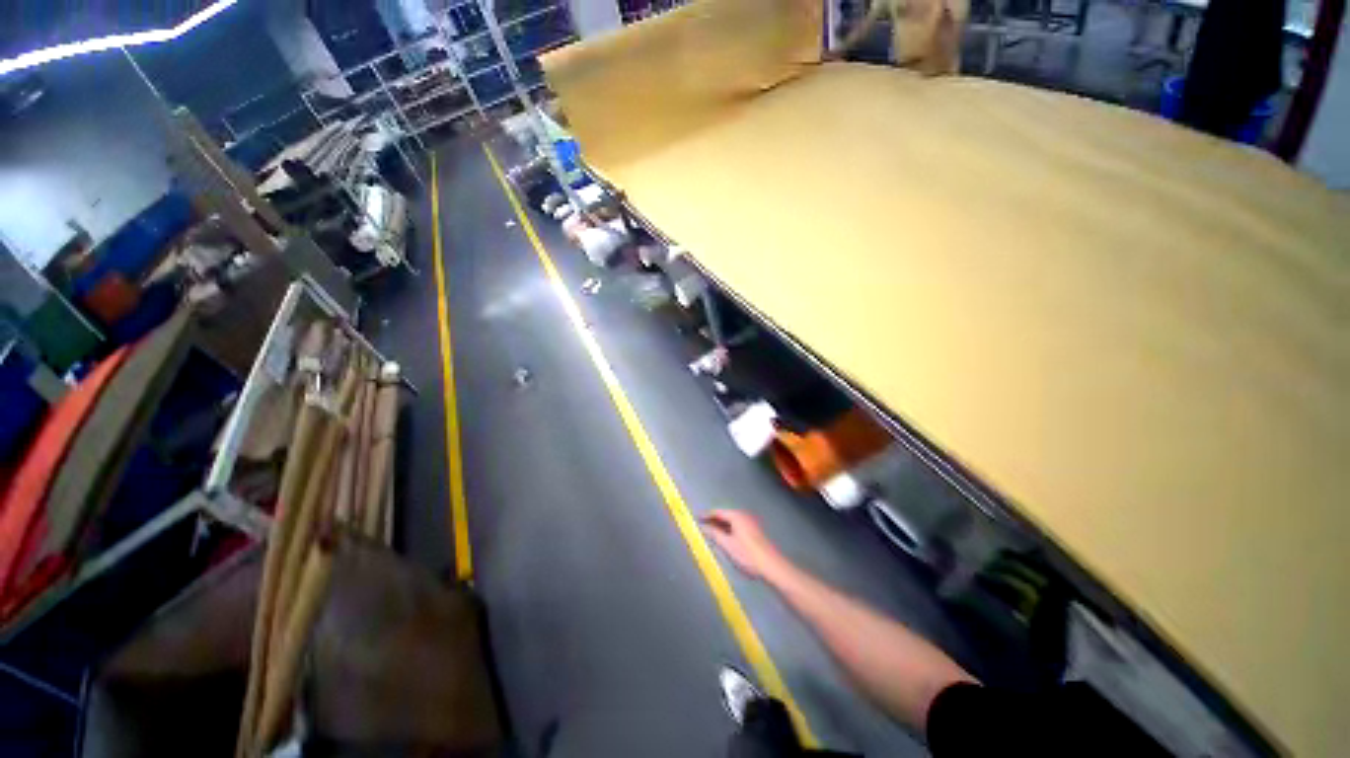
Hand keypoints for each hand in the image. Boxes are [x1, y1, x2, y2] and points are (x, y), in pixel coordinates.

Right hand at [701, 510, 788, 581]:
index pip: (718, 512)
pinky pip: (737, 526)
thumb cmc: (747, 555)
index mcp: (737, 516)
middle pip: (725, 515)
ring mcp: (750, 523)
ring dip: (721, 525)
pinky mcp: (754, 531)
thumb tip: (703, 527)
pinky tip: (725, 537)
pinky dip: (729, 529)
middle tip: (702, 525)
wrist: (771, 566)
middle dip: (714, 520)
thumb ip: (715, 534)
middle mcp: (744, 516)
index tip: (697, 517)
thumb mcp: (728, 545)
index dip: (707, 515)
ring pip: (732, 521)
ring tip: (711, 531)